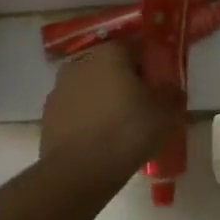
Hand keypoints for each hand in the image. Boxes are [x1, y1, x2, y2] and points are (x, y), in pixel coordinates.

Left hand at [39, 41, 185, 176]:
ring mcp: (59, 88)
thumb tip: (172, 90)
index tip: (157, 88)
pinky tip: (98, 139)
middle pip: (109, 67)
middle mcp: (80, 62)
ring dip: (102, 100)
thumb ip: (172, 95)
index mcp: (110, 53)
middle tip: (139, 107)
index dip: (148, 67)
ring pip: (89, 88)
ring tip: (118, 127)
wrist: (80, 170)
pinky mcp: (47, 115)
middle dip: (123, 82)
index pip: (135, 49)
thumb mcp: (165, 113)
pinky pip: (75, 110)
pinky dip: (86, 118)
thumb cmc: (127, 131)